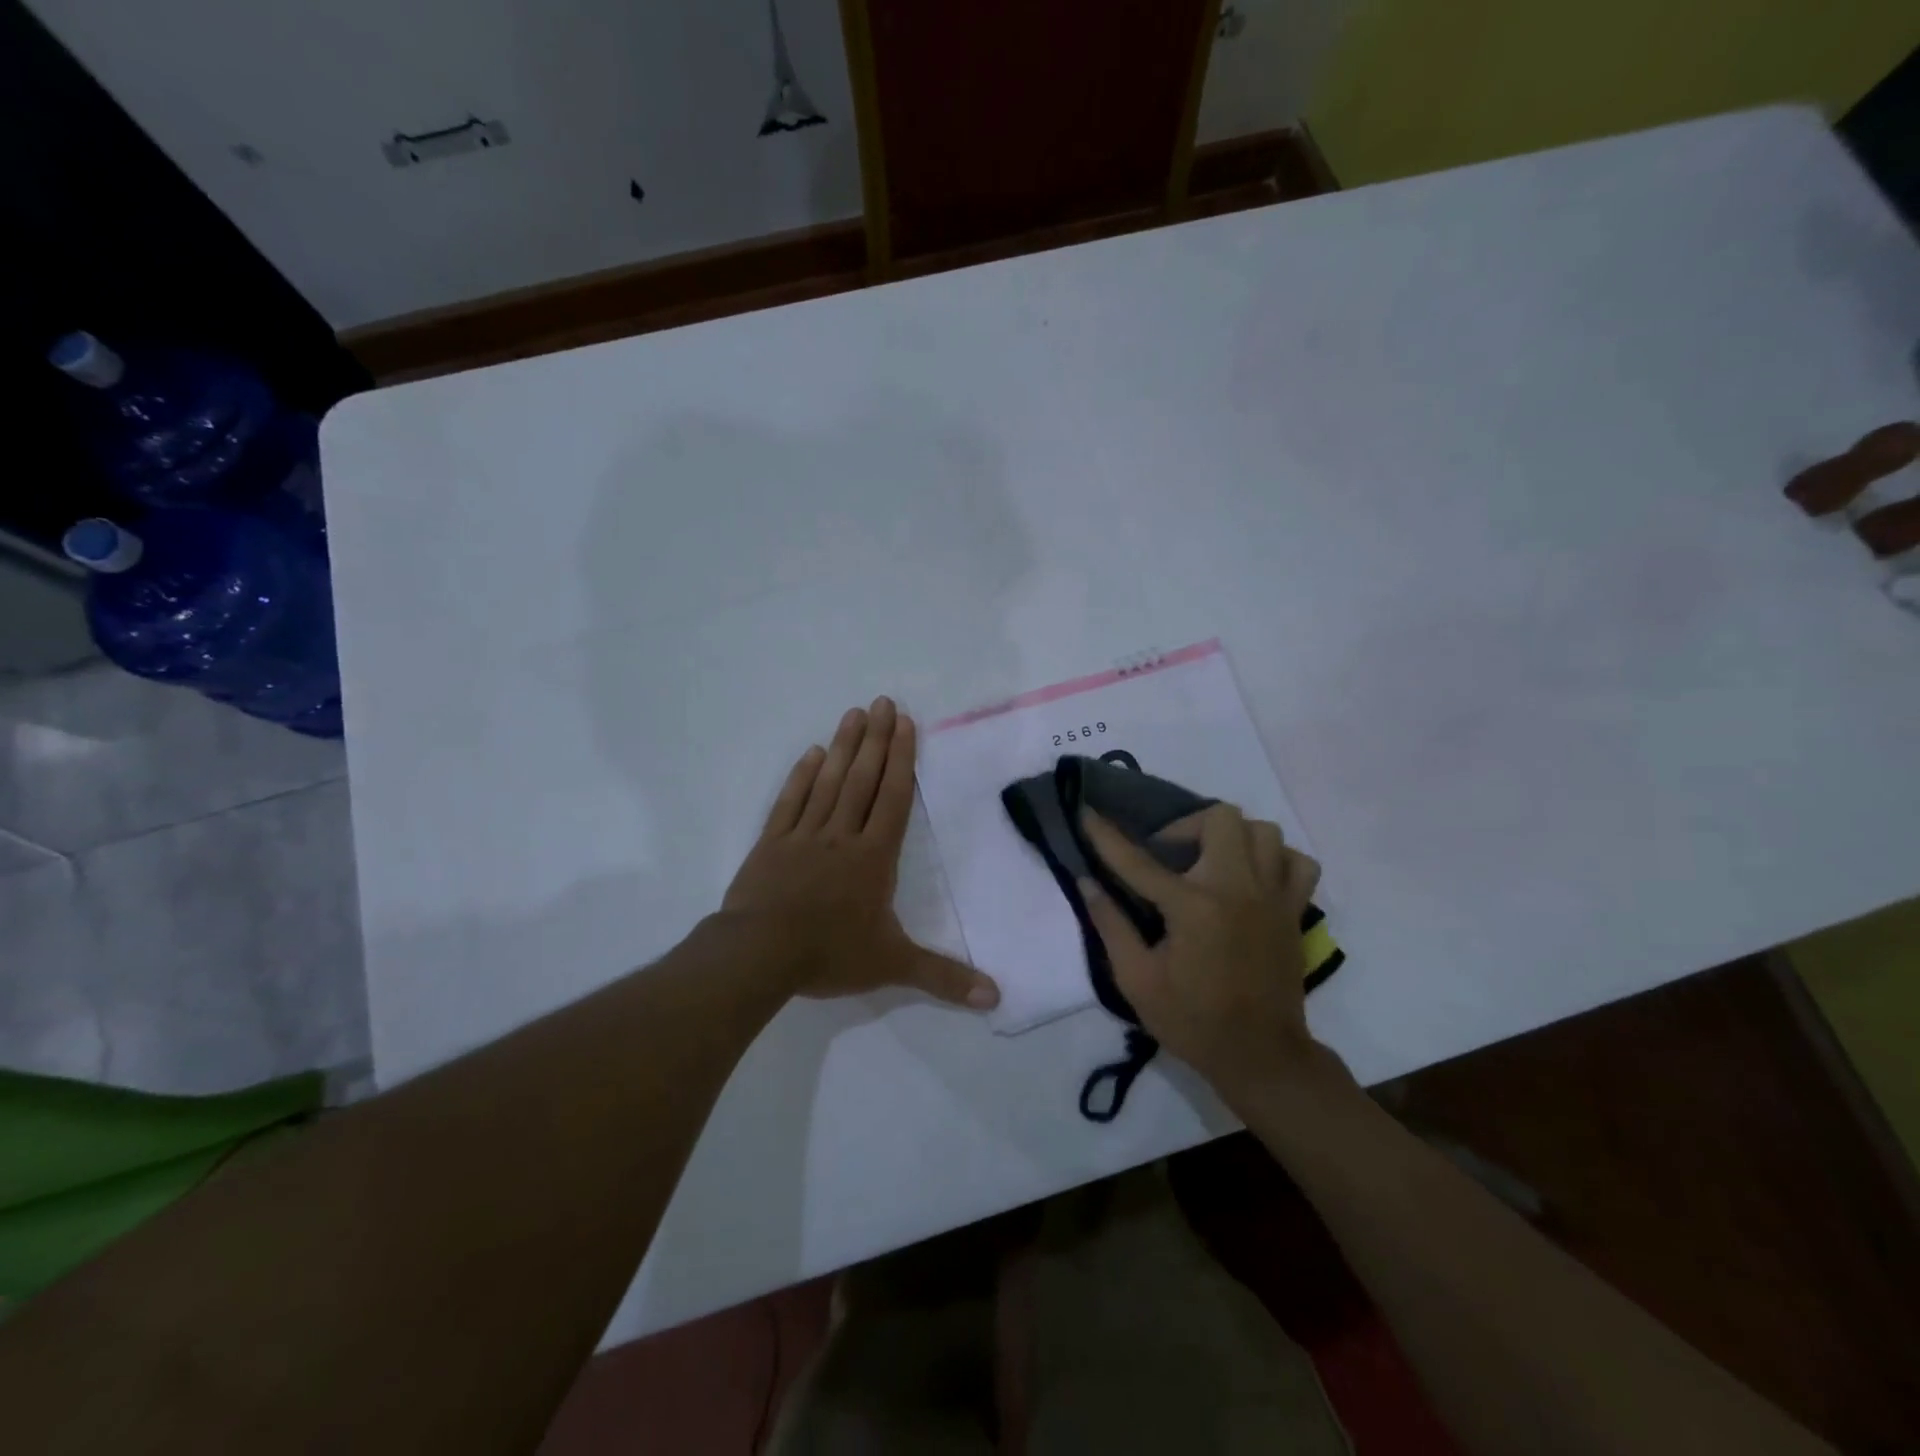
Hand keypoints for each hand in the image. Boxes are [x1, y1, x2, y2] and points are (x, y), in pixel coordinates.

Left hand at [723, 697, 999, 1010]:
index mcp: (873, 857)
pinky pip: (790, 801)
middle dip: (875, 739)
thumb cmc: (829, 954)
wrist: (759, 955)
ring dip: (842, 747)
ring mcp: (803, 835)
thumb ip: (943, 977)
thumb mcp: (893, 966)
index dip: (901, 760)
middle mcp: (841, 835)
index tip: (905, 724)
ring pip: (828, 782)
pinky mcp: (771, 843)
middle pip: (862, 779)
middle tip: (882, 702)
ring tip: (853, 714)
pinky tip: (810, 754)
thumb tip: (995, 998)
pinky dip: (801, 776)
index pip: (893, 798)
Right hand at [1080, 804, 1328, 1100]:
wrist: (1261, 1057)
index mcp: (1192, 907)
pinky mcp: (1294, 911)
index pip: (1139, 860)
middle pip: (1220, 819)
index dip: (1106, 835)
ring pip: (1263, 831)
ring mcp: (1272, 897)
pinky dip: (1276, 857)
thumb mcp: (1136, 980)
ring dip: (1231, 836)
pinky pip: (1297, 861)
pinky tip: (1253, 875)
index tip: (1087, 812)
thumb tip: (1086, 882)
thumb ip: (1110, 925)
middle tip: (1168, 854)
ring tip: (1210, 860)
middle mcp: (1236, 889)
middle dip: (1186, 826)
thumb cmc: (1191, 1021)